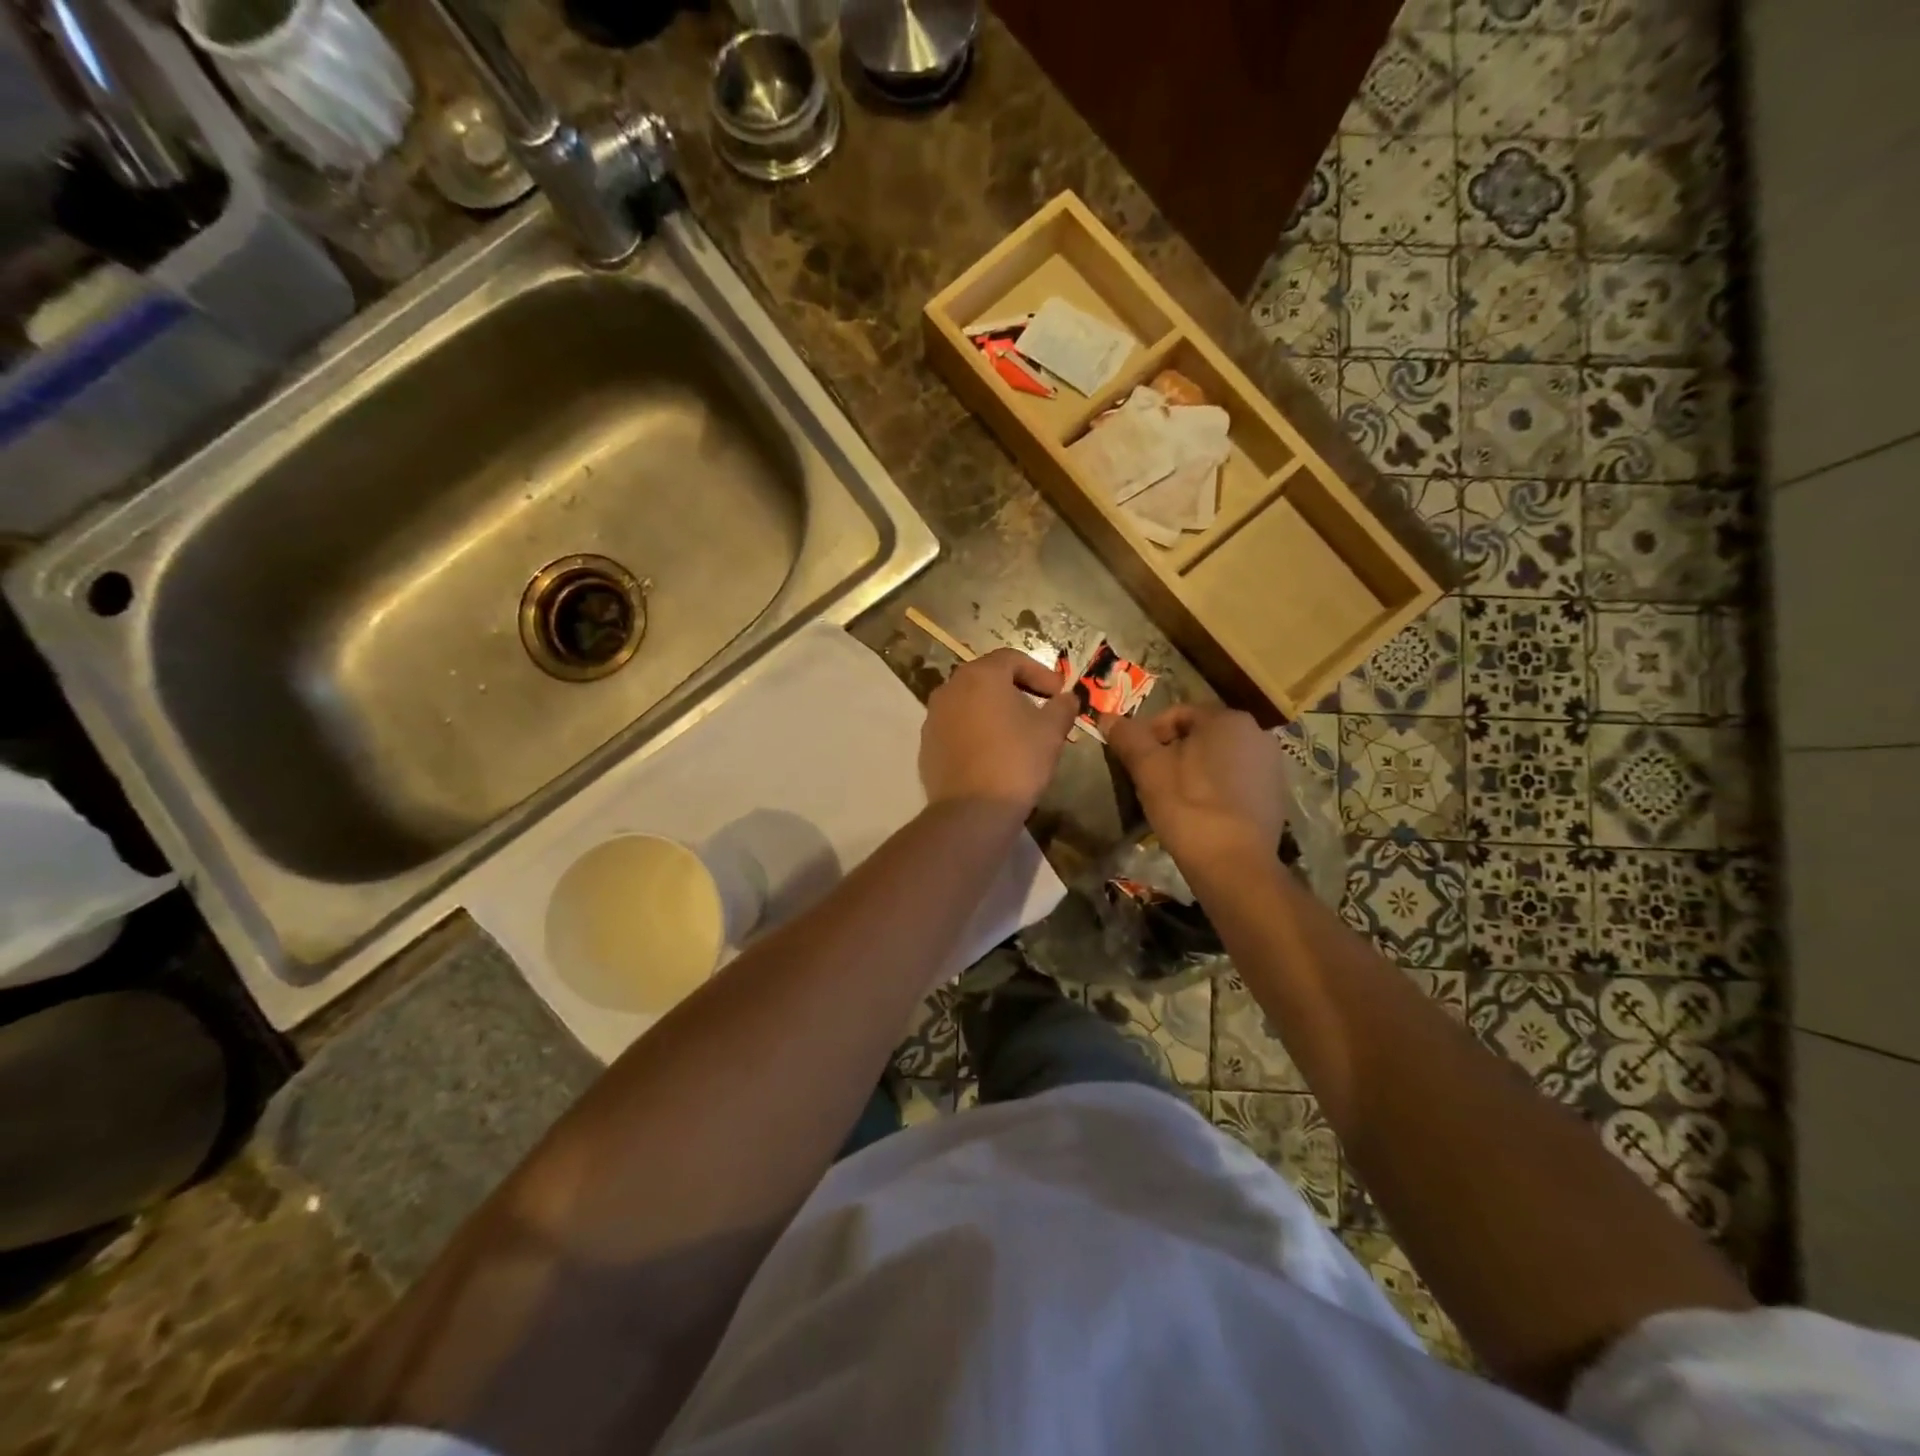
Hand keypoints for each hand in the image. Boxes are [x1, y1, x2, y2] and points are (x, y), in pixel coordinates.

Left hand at [920, 648, 1078, 812]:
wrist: (972, 810)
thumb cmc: (1016, 761)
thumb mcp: (1051, 731)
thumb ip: (1063, 706)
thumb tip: (1067, 698)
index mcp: (980, 676)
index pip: (1012, 659)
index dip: (1040, 673)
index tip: (1058, 693)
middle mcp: (950, 688)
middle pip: (988, 678)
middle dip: (1016, 689)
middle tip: (1040, 708)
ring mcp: (933, 717)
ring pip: (969, 703)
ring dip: (994, 710)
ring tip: (1017, 732)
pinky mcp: (927, 744)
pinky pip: (956, 727)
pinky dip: (976, 731)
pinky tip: (992, 752)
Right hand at [1101, 704, 1287, 870]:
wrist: (1234, 864)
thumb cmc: (1187, 806)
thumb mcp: (1148, 769)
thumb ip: (1128, 738)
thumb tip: (1106, 717)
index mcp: (1227, 719)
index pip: (1177, 714)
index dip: (1148, 734)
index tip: (1133, 759)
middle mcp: (1257, 733)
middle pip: (1200, 735)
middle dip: (1172, 752)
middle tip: (1148, 779)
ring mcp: (1271, 765)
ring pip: (1218, 759)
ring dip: (1193, 771)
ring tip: (1171, 798)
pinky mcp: (1276, 796)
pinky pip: (1236, 781)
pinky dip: (1215, 789)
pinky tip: (1199, 813)